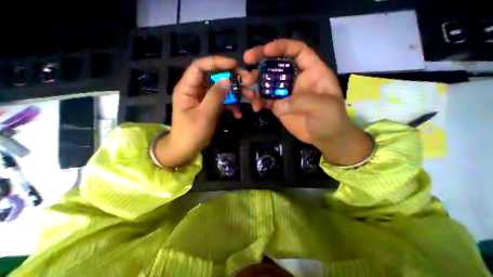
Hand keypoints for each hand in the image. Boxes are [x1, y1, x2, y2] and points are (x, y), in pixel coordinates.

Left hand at [156, 56, 251, 167]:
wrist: (187, 149)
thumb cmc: (191, 133)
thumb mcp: (203, 115)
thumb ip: (215, 97)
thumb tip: (228, 80)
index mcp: (188, 88)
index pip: (200, 66)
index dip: (217, 62)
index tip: (235, 65)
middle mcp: (197, 89)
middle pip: (216, 76)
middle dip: (233, 78)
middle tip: (249, 81)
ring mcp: (206, 98)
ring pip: (223, 89)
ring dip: (237, 93)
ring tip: (251, 98)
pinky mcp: (212, 106)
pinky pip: (224, 101)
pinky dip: (233, 106)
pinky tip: (239, 115)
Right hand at [242, 39, 373, 165]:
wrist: (324, 137)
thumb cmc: (330, 118)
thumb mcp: (322, 106)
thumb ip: (300, 101)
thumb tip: (277, 104)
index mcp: (311, 72)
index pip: (297, 51)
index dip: (282, 47)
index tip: (266, 51)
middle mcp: (296, 79)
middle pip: (278, 64)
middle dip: (262, 60)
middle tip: (247, 59)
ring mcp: (285, 93)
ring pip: (268, 82)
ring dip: (256, 82)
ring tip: (246, 86)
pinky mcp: (278, 106)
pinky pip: (265, 100)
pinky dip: (258, 101)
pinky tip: (255, 106)